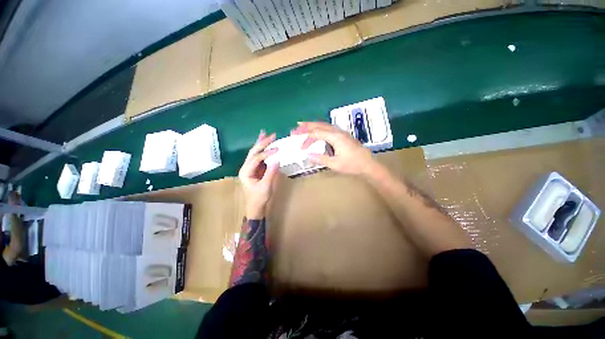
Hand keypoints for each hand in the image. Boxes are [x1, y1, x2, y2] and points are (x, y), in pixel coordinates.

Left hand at [239, 130, 279, 218]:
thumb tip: (277, 159)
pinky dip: (263, 150)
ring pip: (255, 153)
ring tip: (265, 133)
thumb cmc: (259, 198)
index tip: (278, 149)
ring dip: (261, 143)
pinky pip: (260, 157)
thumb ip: (271, 173)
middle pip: (253, 152)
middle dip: (262, 143)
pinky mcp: (256, 169)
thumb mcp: (266, 186)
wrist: (256, 207)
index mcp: (246, 172)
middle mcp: (246, 167)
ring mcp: (251, 168)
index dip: (267, 153)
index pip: (256, 159)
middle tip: (272, 135)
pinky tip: (266, 144)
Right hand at [293, 121, 377, 175]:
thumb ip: (321, 159)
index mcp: (335, 137)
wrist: (368, 164)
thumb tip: (307, 155)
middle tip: (295, 128)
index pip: (317, 133)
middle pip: (319, 125)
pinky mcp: (343, 135)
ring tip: (303, 126)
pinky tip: (317, 131)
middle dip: (306, 126)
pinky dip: (320, 128)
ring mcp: (341, 132)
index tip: (299, 145)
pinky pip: (328, 128)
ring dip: (313, 125)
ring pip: (324, 125)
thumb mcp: (335, 164)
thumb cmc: (352, 165)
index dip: (306, 138)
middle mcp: (338, 131)